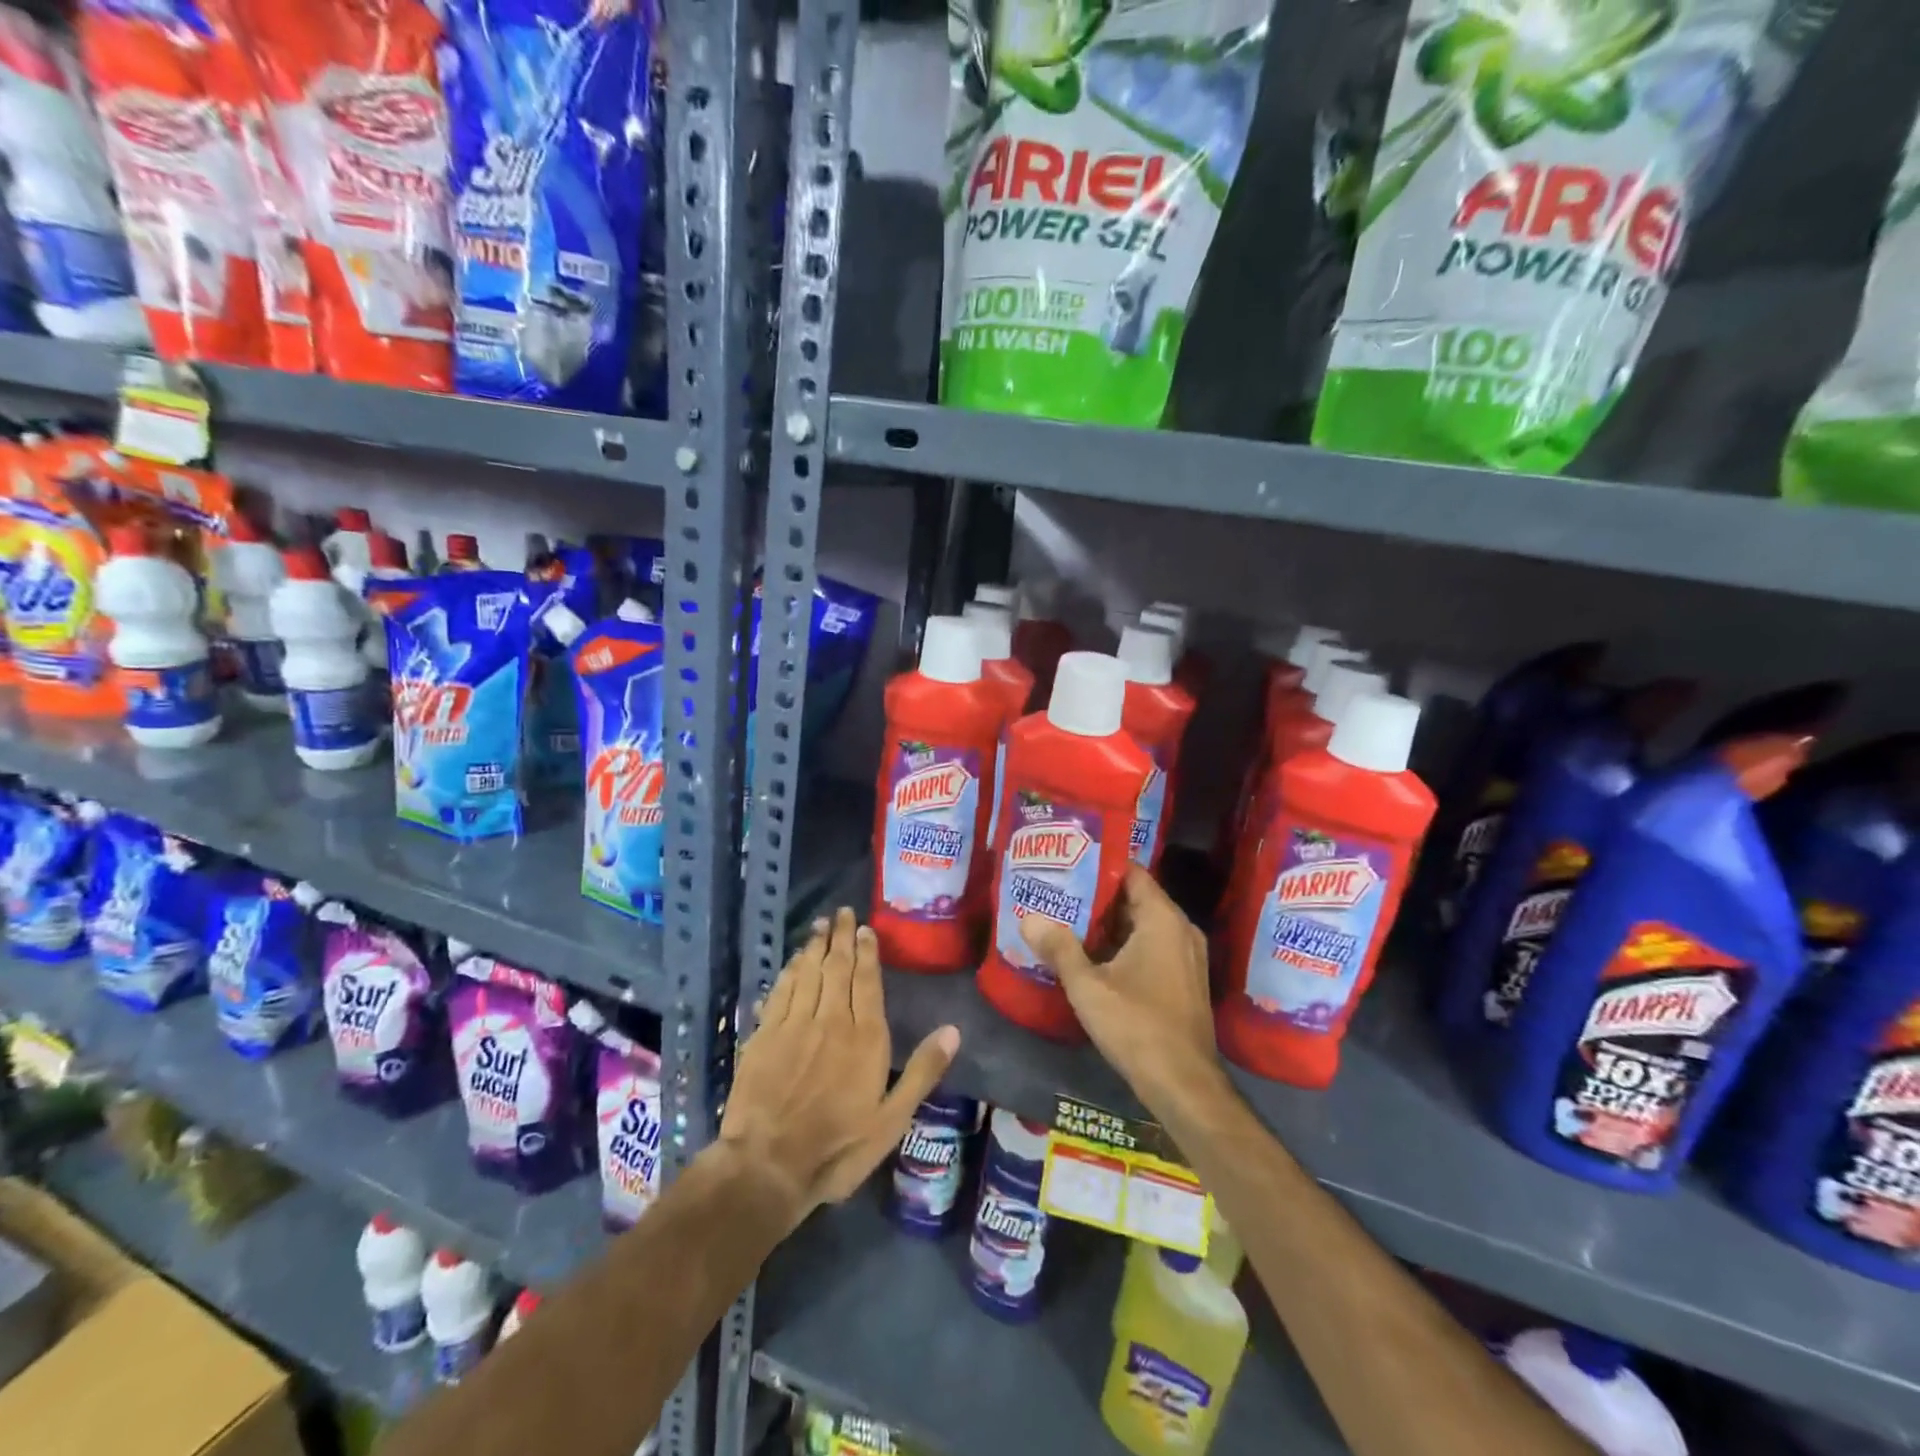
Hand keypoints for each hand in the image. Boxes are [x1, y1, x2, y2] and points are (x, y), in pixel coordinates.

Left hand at [721, 908, 959, 1225]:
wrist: (768, 1166)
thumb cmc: (838, 1147)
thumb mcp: (892, 1119)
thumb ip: (923, 1071)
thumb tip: (954, 1030)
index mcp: (864, 1036)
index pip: (867, 981)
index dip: (867, 952)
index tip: (864, 928)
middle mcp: (830, 1020)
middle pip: (836, 967)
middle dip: (840, 938)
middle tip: (840, 912)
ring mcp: (793, 1025)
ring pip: (806, 973)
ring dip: (813, 947)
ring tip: (819, 926)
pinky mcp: (763, 1036)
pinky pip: (779, 992)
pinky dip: (787, 973)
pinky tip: (791, 963)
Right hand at [1021, 866, 1221, 1106]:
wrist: (1184, 1085)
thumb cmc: (1137, 1026)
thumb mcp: (1088, 986)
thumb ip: (1059, 948)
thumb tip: (1028, 919)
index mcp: (1163, 919)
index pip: (1132, 873)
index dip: (1100, 865)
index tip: (1068, 863)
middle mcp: (1181, 929)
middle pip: (1136, 898)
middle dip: (1098, 896)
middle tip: (1059, 892)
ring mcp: (1187, 956)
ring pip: (1144, 925)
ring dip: (1110, 924)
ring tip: (1069, 919)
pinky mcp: (1186, 980)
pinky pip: (1153, 946)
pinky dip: (1126, 944)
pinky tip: (1094, 955)